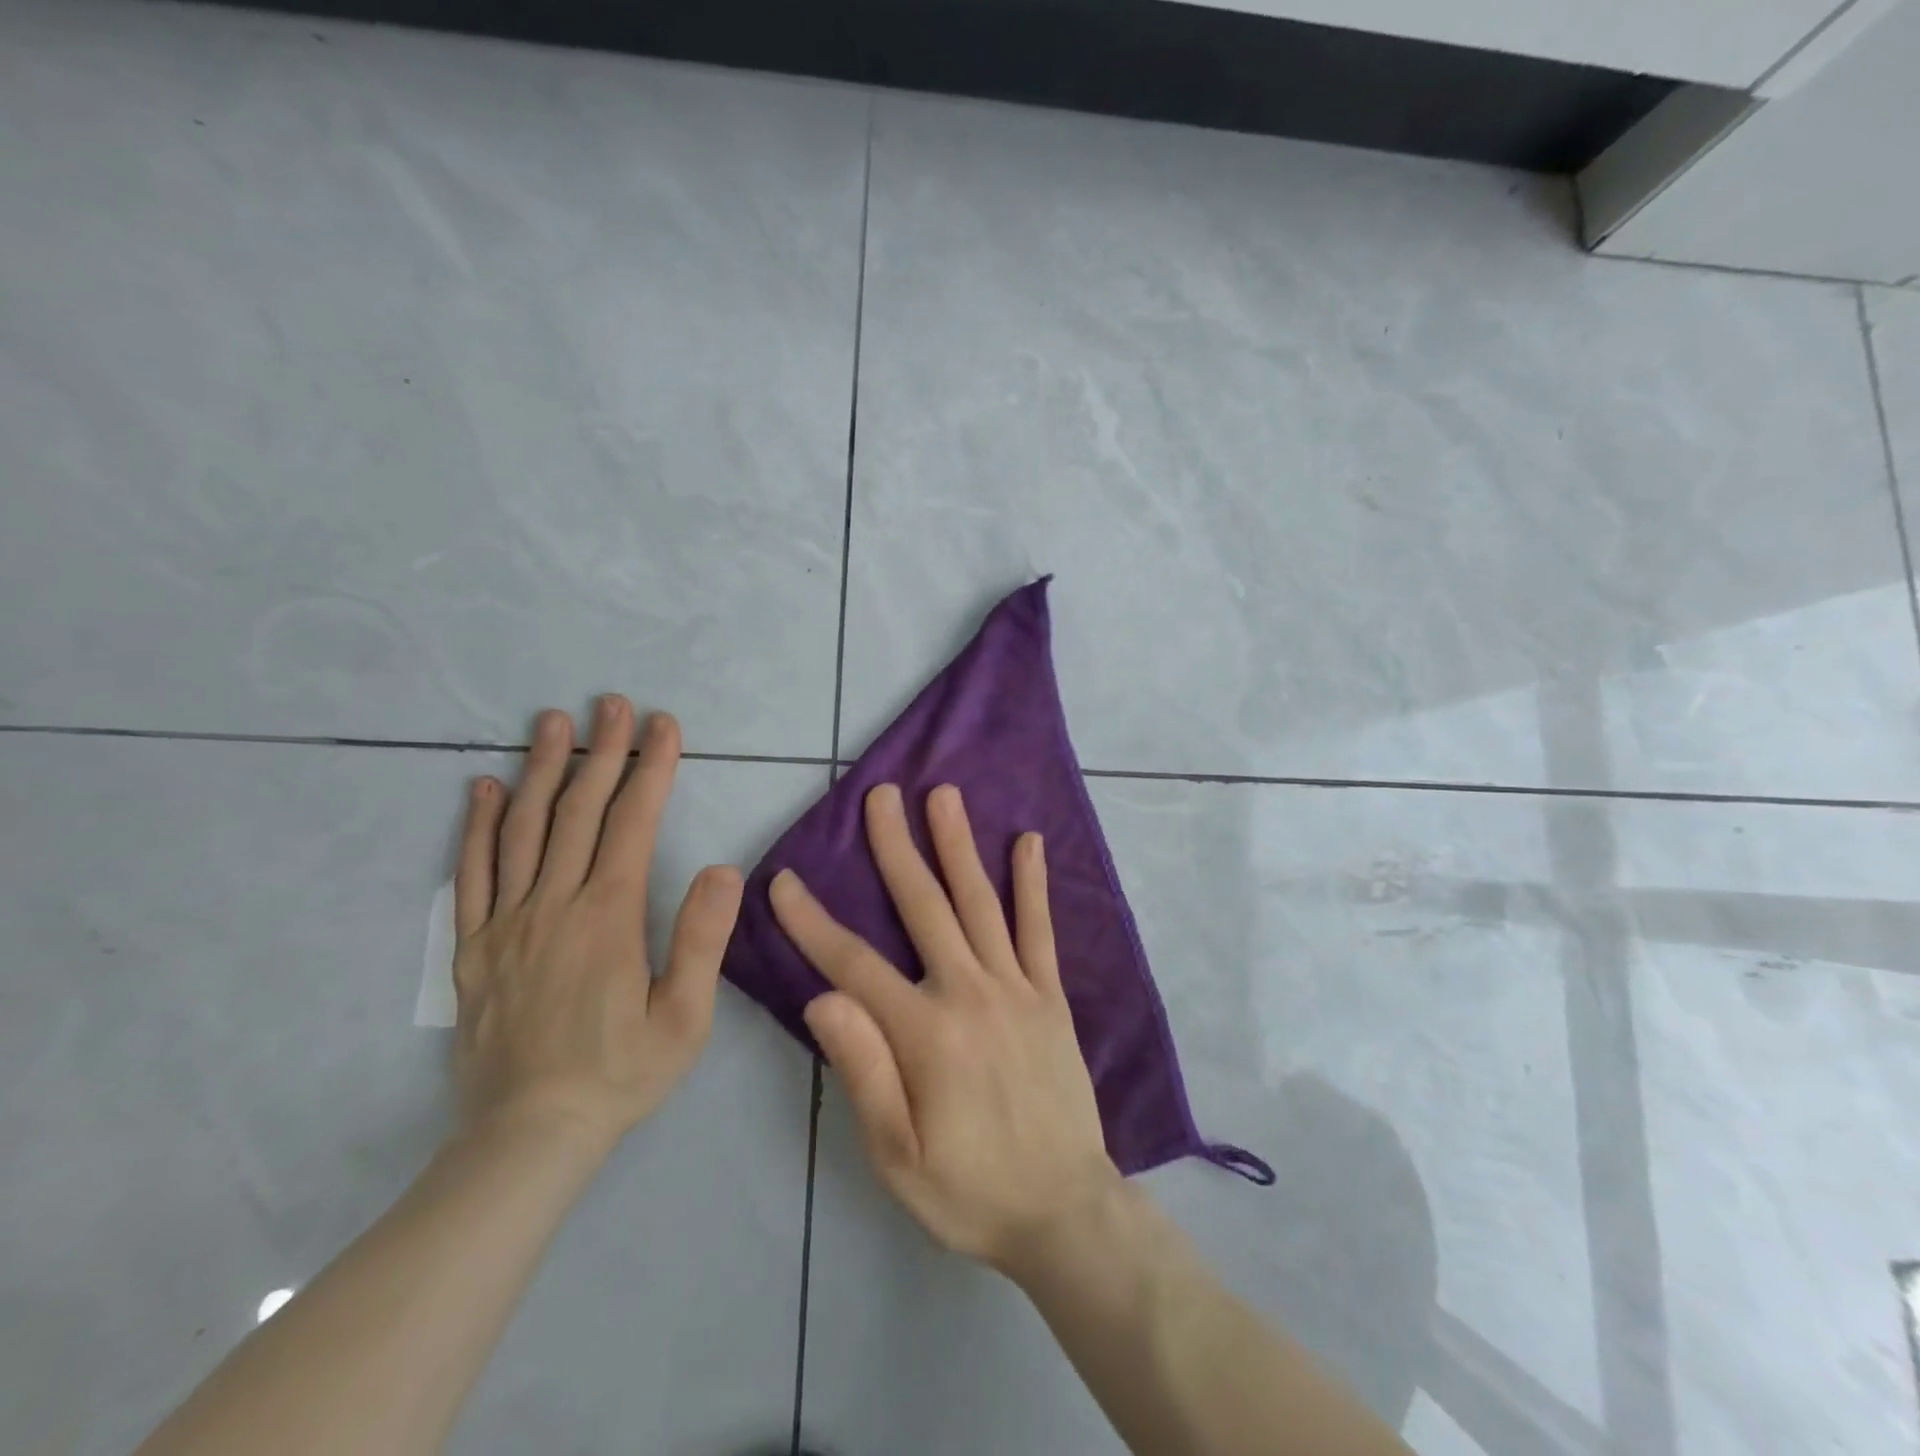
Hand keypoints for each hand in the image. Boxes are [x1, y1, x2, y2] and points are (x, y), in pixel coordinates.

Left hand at [452, 696, 743, 1151]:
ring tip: (551, 722)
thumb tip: (720, 868)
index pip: (632, 823)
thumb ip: (702, 939)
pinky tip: (485, 789)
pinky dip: (479, 827)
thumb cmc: (621, 1073)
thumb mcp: (685, 1017)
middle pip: (578, 811)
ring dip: (542, 770)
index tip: (663, 726)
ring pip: (524, 830)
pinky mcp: (474, 948)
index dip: (651, 769)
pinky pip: (473, 874)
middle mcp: (554, 905)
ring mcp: (507, 923)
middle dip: (601, 752)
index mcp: (608, 917)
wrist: (528, 1136)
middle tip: (613, 704)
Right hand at [770, 783, 1121, 1273]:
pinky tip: (1028, 842)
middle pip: (925, 906)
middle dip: (896, 847)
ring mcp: (1016, 988)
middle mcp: (970, 993)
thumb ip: (862, 1070)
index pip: (854, 964)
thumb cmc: (969, 1189)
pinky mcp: (1050, 996)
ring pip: (980, 902)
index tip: (783, 880)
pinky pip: (1039, 930)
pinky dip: (1032, 884)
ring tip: (943, 795)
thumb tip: (821, 997)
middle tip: (880, 795)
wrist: (1064, 1210)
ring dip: (959, 845)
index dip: (812, 922)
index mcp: (925, 1032)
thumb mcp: (896, 1155)